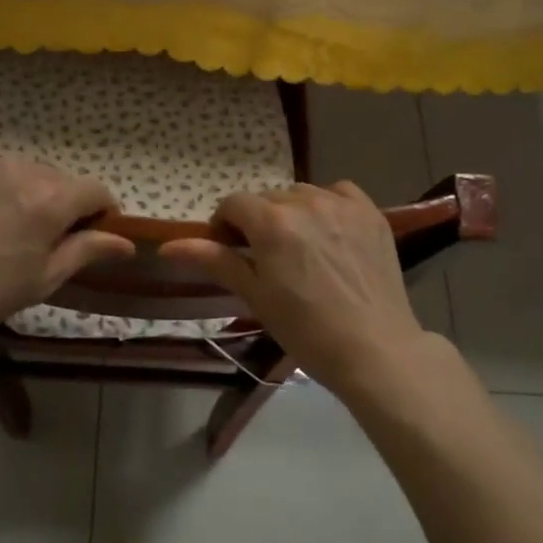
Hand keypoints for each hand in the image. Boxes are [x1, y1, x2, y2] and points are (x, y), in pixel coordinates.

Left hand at [0, 146, 135, 345]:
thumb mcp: (44, 279)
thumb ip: (88, 250)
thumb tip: (127, 242)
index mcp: (48, 200)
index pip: (95, 190)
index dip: (100, 210)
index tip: (91, 230)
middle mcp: (18, 168)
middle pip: (55, 179)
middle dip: (57, 202)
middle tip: (37, 235)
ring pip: (18, 169)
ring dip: (20, 189)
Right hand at [161, 182, 427, 395]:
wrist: (374, 350)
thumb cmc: (306, 330)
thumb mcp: (254, 296)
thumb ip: (214, 260)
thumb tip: (168, 246)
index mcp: (272, 222)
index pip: (233, 204)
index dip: (224, 225)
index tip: (229, 251)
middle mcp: (306, 202)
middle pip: (267, 199)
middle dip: (257, 222)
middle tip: (265, 258)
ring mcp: (342, 205)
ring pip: (301, 194)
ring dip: (292, 213)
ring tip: (300, 248)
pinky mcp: (370, 213)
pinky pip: (339, 193)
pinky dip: (327, 206)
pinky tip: (330, 232)